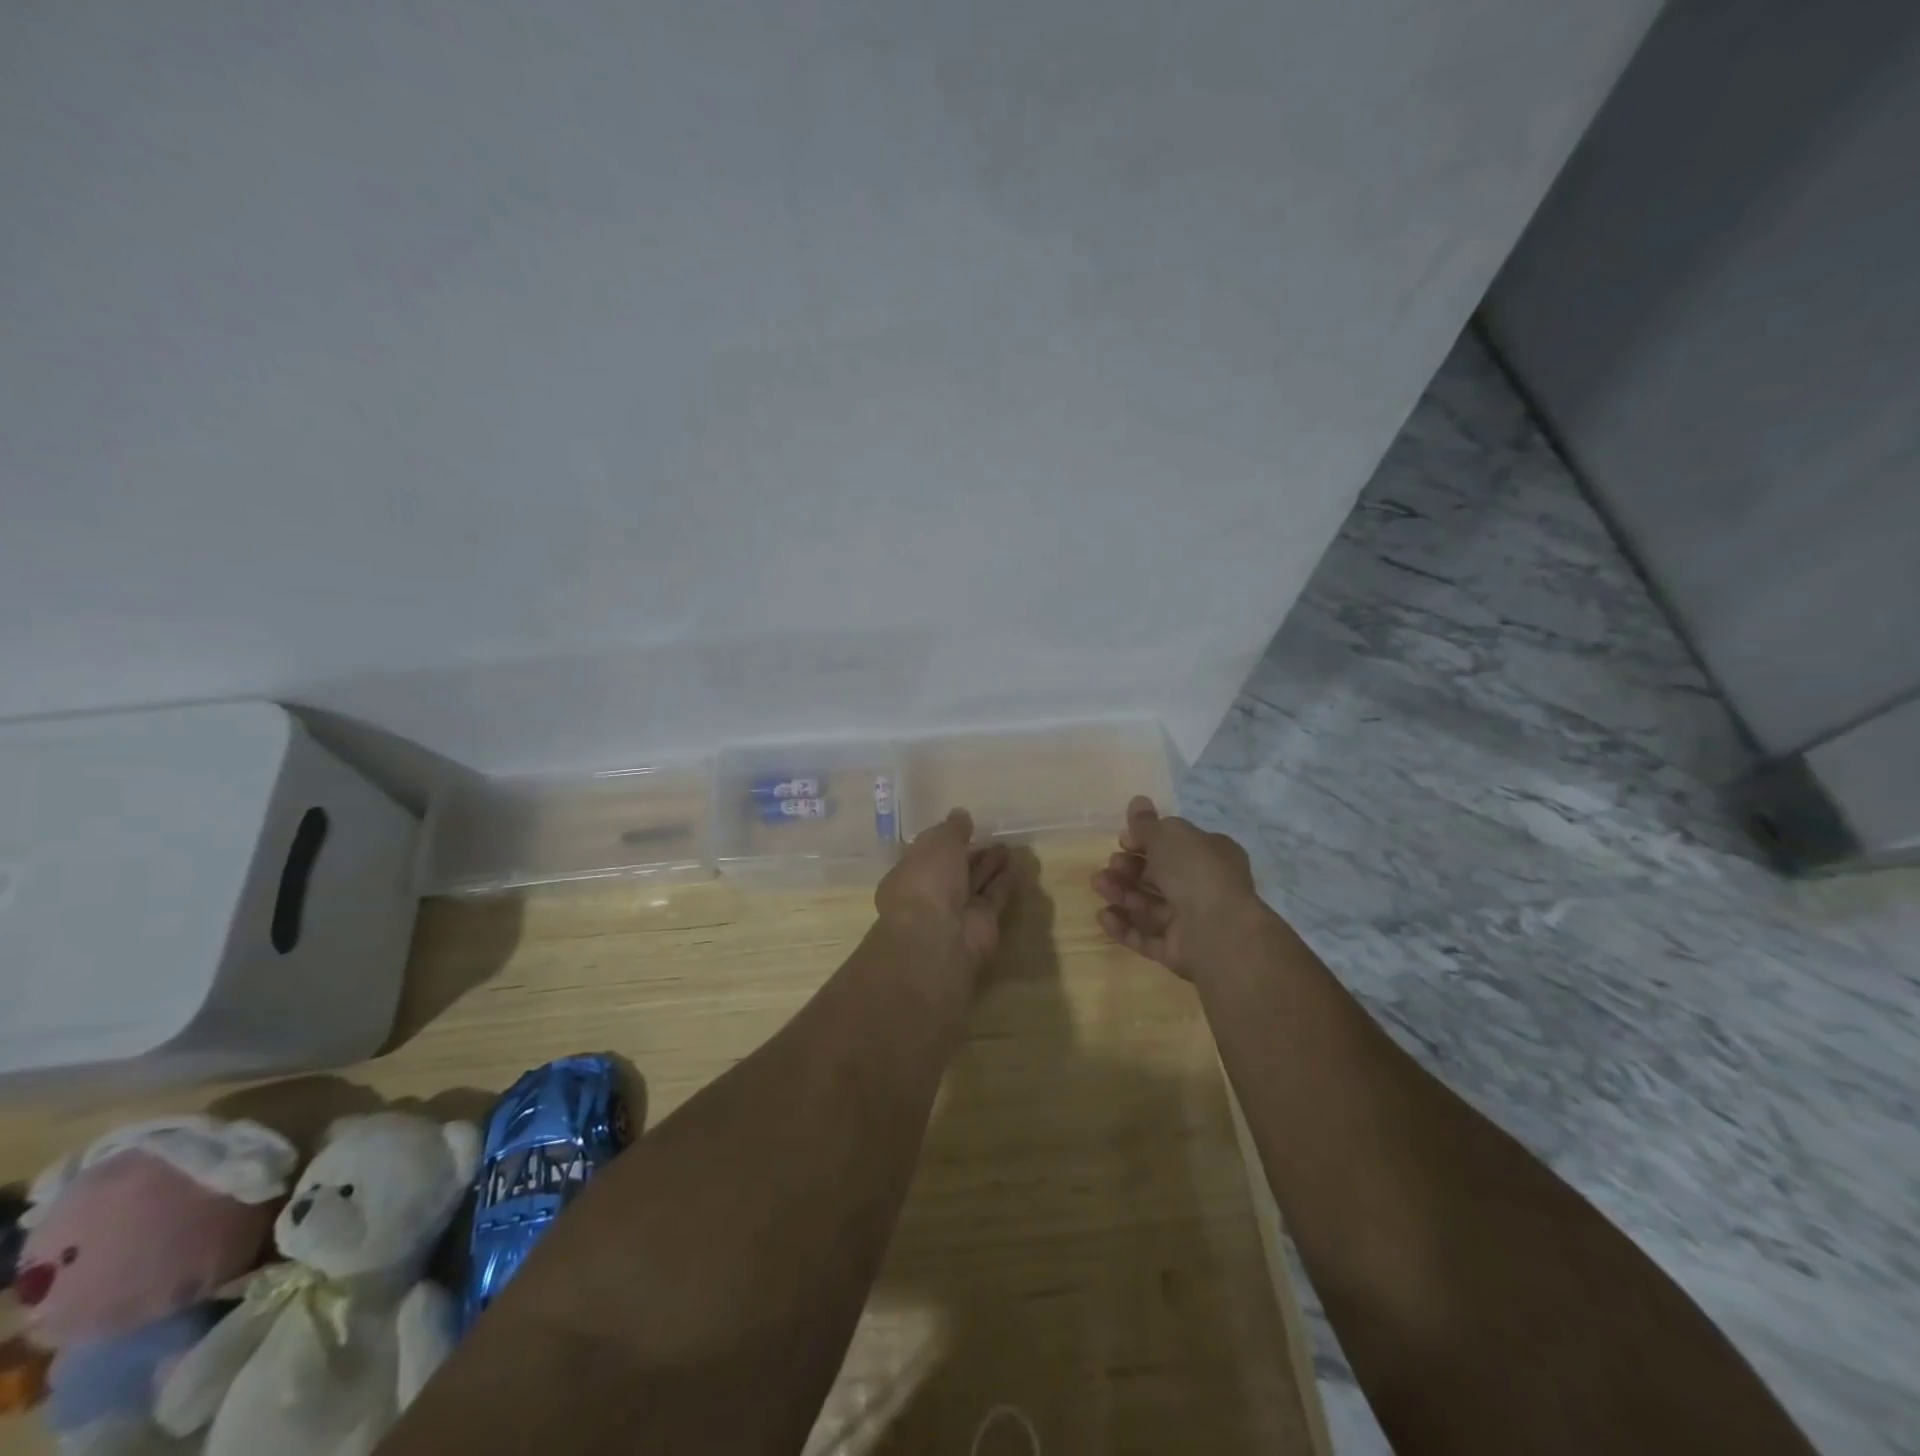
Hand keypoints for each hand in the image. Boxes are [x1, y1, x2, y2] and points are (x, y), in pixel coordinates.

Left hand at [875, 808, 1013, 981]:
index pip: (929, 854)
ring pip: (977, 882)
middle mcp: (932, 893)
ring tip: (1009, 846)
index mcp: (910, 874)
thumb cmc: (927, 880)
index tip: (966, 827)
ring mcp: (958, 910)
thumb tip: (961, 815)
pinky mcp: (984, 923)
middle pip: (956, 869)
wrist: (939, 935)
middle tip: (993, 835)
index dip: (946, 841)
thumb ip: (952, 828)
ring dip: (992, 865)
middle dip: (973, 853)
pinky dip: (1006, 881)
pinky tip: (1019, 864)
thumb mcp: (937, 842)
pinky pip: (996, 896)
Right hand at [1091, 796, 1263, 977]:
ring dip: (1121, 893)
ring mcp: (1191, 922)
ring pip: (1149, 906)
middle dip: (1129, 869)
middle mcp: (1203, 887)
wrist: (1218, 931)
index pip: (1174, 846)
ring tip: (1099, 886)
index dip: (1146, 842)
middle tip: (1111, 866)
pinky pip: (1146, 936)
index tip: (1123, 840)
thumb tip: (1137, 801)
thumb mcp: (1169, 836)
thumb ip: (1147, 823)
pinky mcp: (1177, 950)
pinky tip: (1103, 916)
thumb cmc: (1196, 872)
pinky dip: (1124, 926)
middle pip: (1158, 876)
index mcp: (1210, 856)